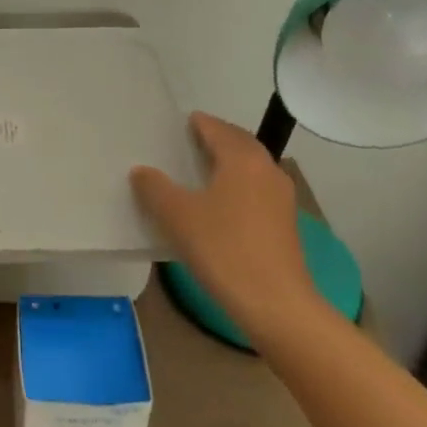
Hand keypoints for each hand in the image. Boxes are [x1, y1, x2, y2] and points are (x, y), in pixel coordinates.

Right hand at [130, 112, 317, 344]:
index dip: (198, 123)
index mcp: (242, 159)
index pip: (217, 129)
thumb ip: (155, 188)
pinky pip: (256, 190)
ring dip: (229, 163)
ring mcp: (281, 199)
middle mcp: (267, 170)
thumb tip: (142, 171)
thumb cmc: (223, 249)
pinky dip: (237, 185)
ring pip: (251, 168)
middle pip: (239, 144)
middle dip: (217, 139)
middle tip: (189, 141)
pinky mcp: (285, 225)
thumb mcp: (177, 216)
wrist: (275, 304)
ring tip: (200, 170)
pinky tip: (219, 203)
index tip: (180, 122)